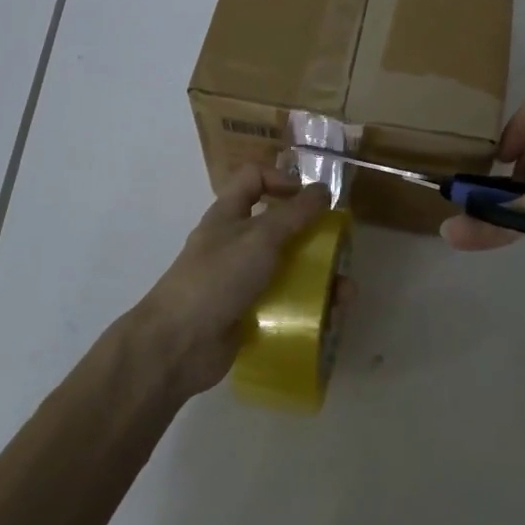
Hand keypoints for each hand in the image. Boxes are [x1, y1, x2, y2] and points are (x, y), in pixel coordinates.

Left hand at [130, 166, 331, 397]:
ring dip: (320, 279)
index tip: (310, 198)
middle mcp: (236, 244)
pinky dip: (310, 308)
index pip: (254, 179)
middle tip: (340, 249)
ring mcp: (243, 282)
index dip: (281, 181)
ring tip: (345, 294)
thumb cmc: (217, 278)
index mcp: (229, 216)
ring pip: (289, 270)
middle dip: (313, 237)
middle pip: (280, 228)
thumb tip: (324, 190)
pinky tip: (332, 317)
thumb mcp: (259, 238)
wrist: (178, 344)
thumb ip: (294, 214)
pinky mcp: (250, 314)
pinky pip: (286, 304)